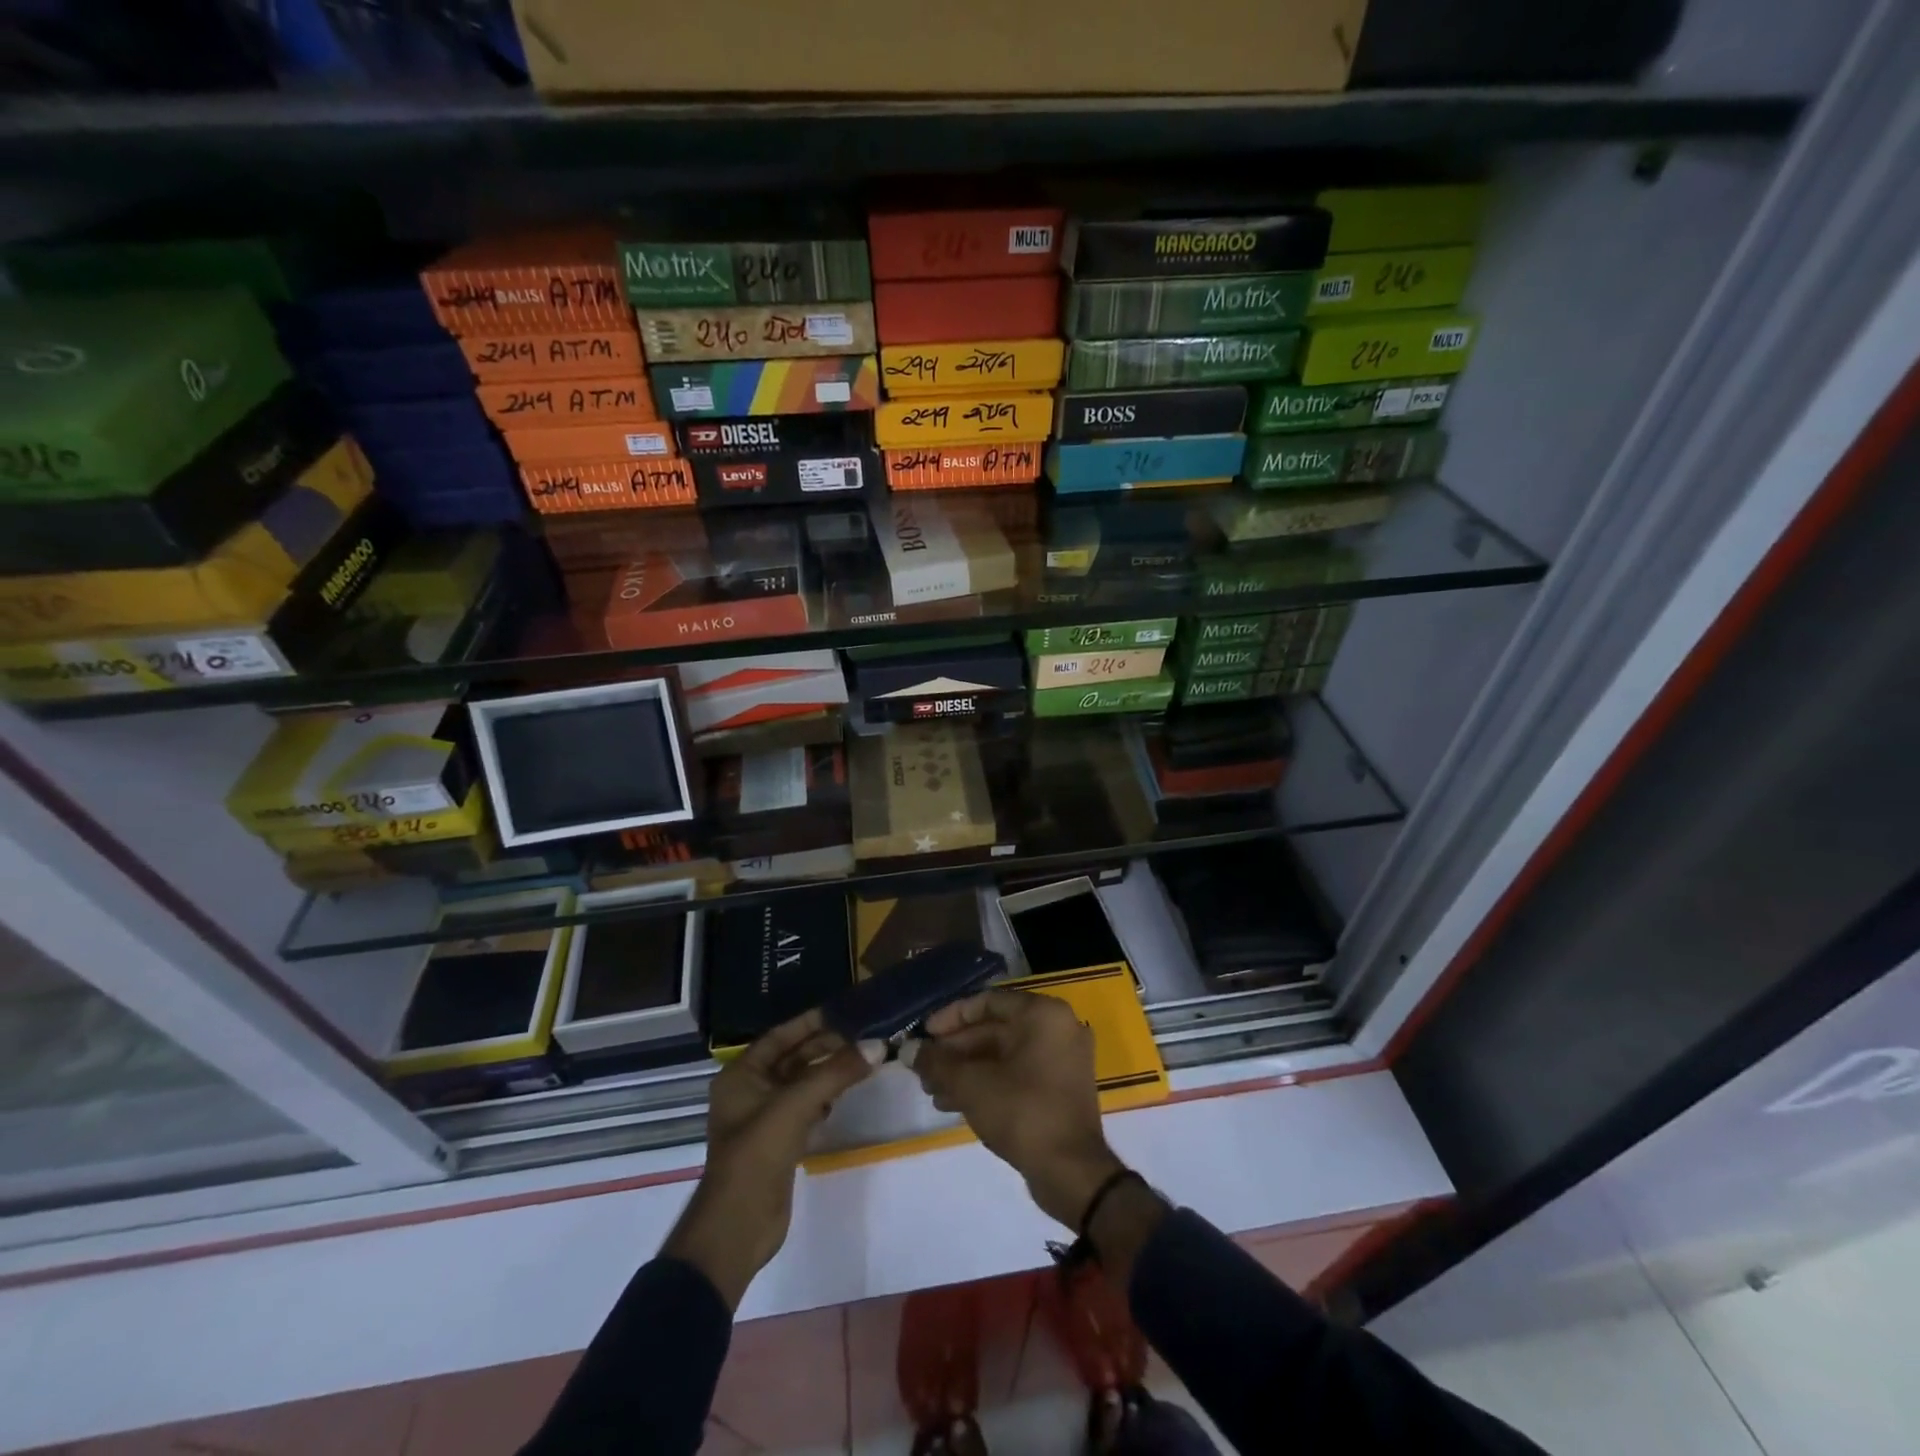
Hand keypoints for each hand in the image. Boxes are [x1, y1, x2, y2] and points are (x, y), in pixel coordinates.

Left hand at [664, 1010, 879, 1307]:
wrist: (737, 1228)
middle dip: (826, 1047)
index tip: (845, 1011)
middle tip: (864, 1036)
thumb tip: (877, 1045)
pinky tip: (846, 1094)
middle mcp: (750, 1091)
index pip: (780, 1036)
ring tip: (863, 1059)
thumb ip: (836, 1073)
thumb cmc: (757, 1155)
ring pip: (802, 1083)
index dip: (811, 1022)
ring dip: (829, 1072)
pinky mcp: (780, 1142)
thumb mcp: (796, 1106)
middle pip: (793, 1059)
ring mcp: (764, 1118)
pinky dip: (825, 1098)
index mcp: (741, 1075)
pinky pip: (806, 1107)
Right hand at [907, 989, 1124, 1229]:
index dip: (951, 1017)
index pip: (987, 1002)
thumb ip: (937, 1063)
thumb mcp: (971, 1085)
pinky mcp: (1062, 1088)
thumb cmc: (1022, 1113)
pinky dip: (988, 1082)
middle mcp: (1058, 1028)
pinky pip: (1018, 1073)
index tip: (924, 1035)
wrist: (1073, 1173)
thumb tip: (909, 1050)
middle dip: (955, 1050)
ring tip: (933, 1091)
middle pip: (995, 1029)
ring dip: (967, 1069)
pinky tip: (955, 1102)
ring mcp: (1063, 1059)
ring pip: (1004, 1054)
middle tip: (924, 1068)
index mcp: (1042, 1014)